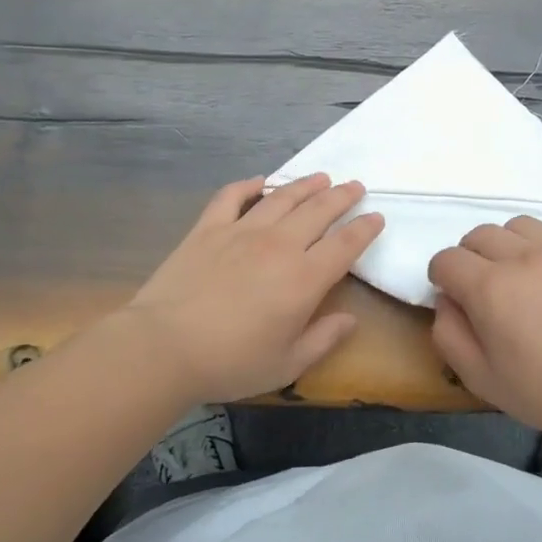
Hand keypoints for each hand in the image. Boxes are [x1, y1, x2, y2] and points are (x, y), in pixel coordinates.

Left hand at [124, 174, 384, 405]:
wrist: (164, 347)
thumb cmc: (231, 362)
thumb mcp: (287, 364)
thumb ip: (324, 339)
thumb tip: (351, 320)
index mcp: (304, 278)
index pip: (345, 244)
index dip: (365, 228)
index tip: (377, 217)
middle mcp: (278, 245)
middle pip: (318, 211)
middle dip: (342, 196)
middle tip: (355, 187)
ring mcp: (241, 231)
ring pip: (281, 197)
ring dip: (305, 185)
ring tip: (321, 177)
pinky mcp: (208, 229)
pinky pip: (232, 197)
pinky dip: (248, 186)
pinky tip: (259, 182)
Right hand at [429, 213, 541, 444]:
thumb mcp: (480, 378)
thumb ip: (449, 335)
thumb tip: (446, 300)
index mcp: (488, 287)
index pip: (446, 259)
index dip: (443, 277)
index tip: (456, 297)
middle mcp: (521, 256)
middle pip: (479, 235)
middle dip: (472, 258)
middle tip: (489, 288)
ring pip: (520, 224)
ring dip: (512, 245)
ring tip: (527, 273)